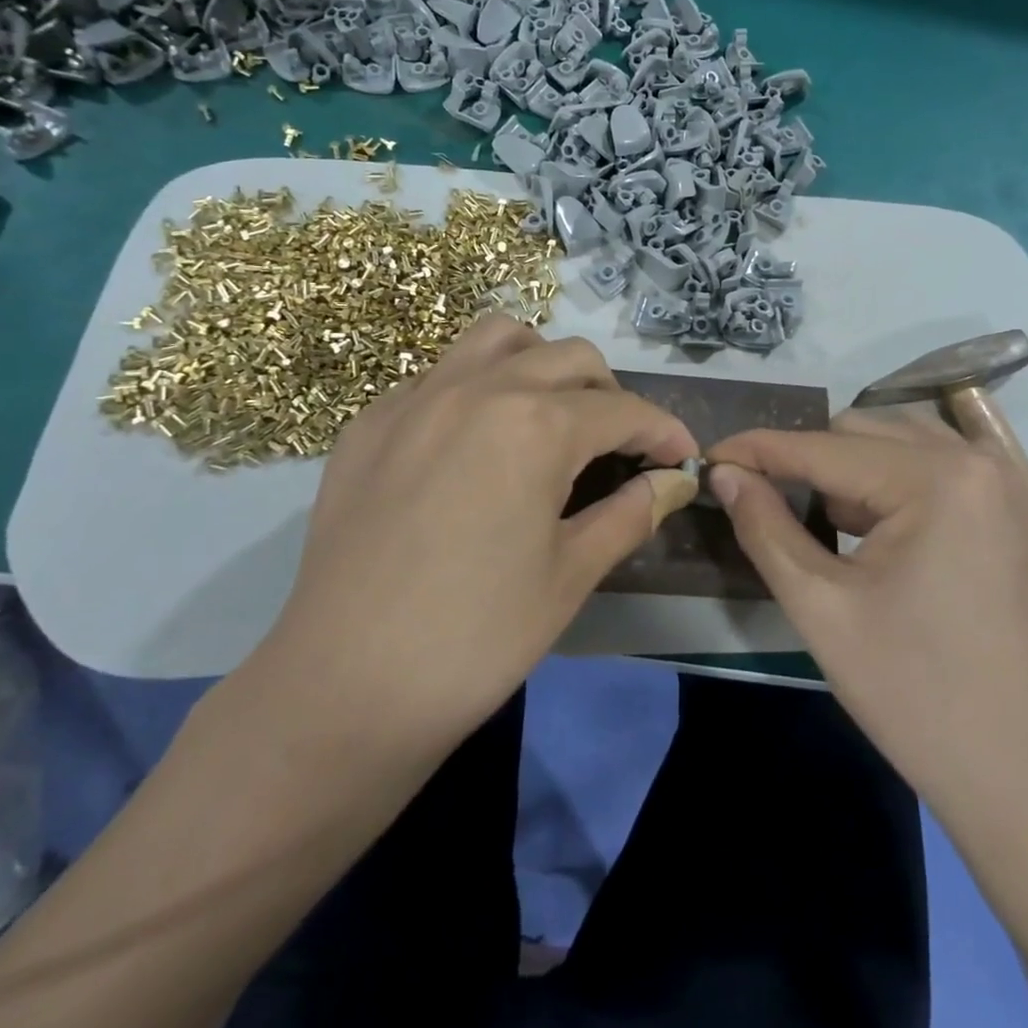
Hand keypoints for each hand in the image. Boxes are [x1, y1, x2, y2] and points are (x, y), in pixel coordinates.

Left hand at [249, 316, 698, 750]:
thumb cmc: (476, 637)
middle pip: (569, 357)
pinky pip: (438, 375)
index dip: (664, 432)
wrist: (345, 688)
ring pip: (497, 339)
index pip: (623, 410)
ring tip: (549, 415)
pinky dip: (475, 388)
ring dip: (540, 363)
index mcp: (535, 424)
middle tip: (619, 447)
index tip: (683, 458)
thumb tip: (675, 482)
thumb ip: (631, 512)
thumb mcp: (571, 574)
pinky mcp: (369, 423)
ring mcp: (414, 398)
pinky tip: (473, 445)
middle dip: (611, 394)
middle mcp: (477, 388)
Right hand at [707, 407, 1027, 809]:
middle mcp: (976, 459)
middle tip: (760, 500)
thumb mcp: (821, 607)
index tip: (707, 459)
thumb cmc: (916, 695)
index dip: (757, 450)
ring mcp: (1003, 484)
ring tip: (813, 518)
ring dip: (846, 468)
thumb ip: (764, 527)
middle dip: (804, 460)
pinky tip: (867, 530)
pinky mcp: (1011, 512)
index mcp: (936, 478)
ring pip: (897, 442)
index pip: (823, 447)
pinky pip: (933, 467)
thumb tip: (723, 474)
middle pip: (861, 431)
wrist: (1025, 777)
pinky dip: (888, 483)